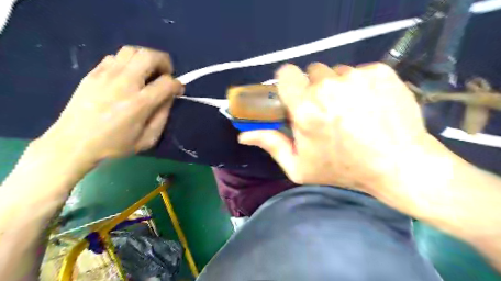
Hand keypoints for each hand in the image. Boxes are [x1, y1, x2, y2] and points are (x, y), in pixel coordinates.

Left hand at [40, 46, 181, 161]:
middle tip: (165, 74)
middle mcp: (124, 84)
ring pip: (131, 51)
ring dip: (145, 59)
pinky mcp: (93, 74)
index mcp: (139, 103)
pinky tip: (128, 76)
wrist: (73, 143)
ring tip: (147, 72)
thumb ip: (163, 116)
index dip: (178, 84)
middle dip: (164, 62)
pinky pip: (115, 58)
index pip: (167, 82)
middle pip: (149, 56)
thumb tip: (169, 97)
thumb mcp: (148, 139)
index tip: (178, 90)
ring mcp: (106, 75)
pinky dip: (128, 63)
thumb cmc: (114, 145)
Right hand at [238, 62, 430, 191]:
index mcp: (306, 109)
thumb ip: (271, 145)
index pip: (286, 73)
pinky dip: (360, 85)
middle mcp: (329, 87)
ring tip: (350, 110)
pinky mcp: (381, 72)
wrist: (399, 165)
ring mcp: (357, 77)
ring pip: (337, 72)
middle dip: (314, 89)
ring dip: (338, 87)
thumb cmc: (344, 169)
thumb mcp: (300, 166)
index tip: (296, 97)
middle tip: (326, 111)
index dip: (289, 84)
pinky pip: (360, 71)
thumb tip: (243, 135)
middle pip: (312, 72)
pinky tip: (369, 105)